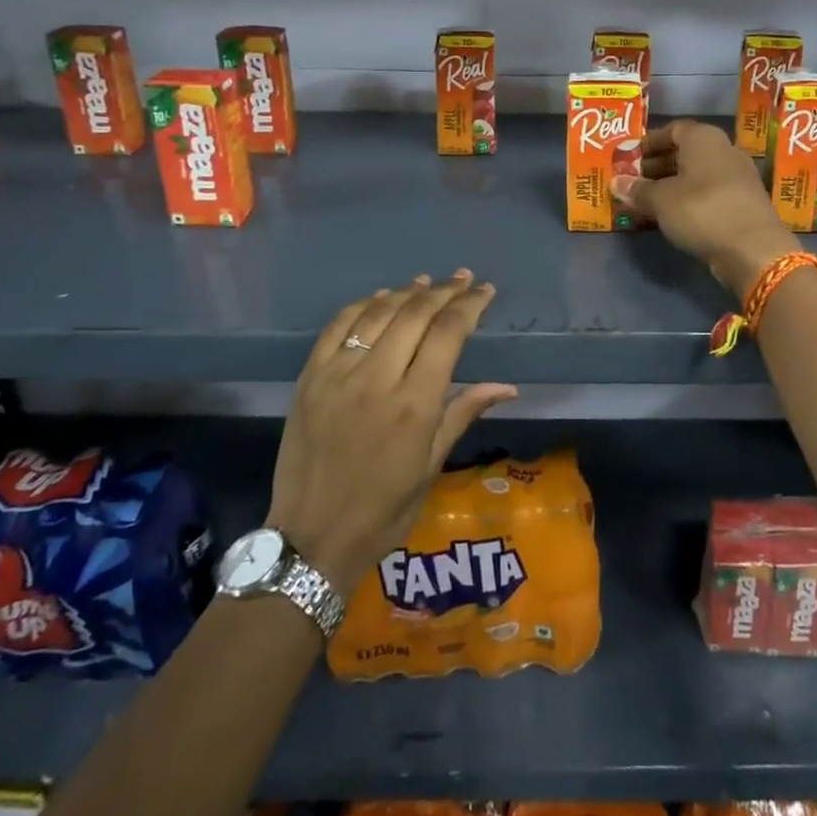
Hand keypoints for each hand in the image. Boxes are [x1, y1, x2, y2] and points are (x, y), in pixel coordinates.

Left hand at [266, 271, 516, 593]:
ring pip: (377, 313)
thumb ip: (464, 413)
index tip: (485, 291)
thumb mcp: (431, 465)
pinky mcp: (309, 377)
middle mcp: (376, 378)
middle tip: (462, 278)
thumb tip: (507, 387)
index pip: (448, 334)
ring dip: (406, 292)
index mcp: (414, 404)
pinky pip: (338, 326)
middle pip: (415, 314)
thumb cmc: (384, 510)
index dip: (470, 305)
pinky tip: (380, 299)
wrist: (312, 537)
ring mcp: (337, 374)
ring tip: (426, 282)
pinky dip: (362, 306)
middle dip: (443, 291)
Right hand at [611, 120, 800, 293]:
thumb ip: (637, 190)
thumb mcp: (661, 200)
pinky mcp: (743, 201)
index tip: (630, 158)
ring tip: (647, 202)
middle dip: (657, 166)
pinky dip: (689, 200)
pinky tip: (672, 217)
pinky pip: (709, 193)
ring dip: (672, 186)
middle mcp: (724, 150)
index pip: (672, 129)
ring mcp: (737, 176)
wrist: (752, 248)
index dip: (649, 143)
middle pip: (685, 152)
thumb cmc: (701, 210)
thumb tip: (616, 182)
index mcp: (703, 138)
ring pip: (697, 175)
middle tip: (634, 182)